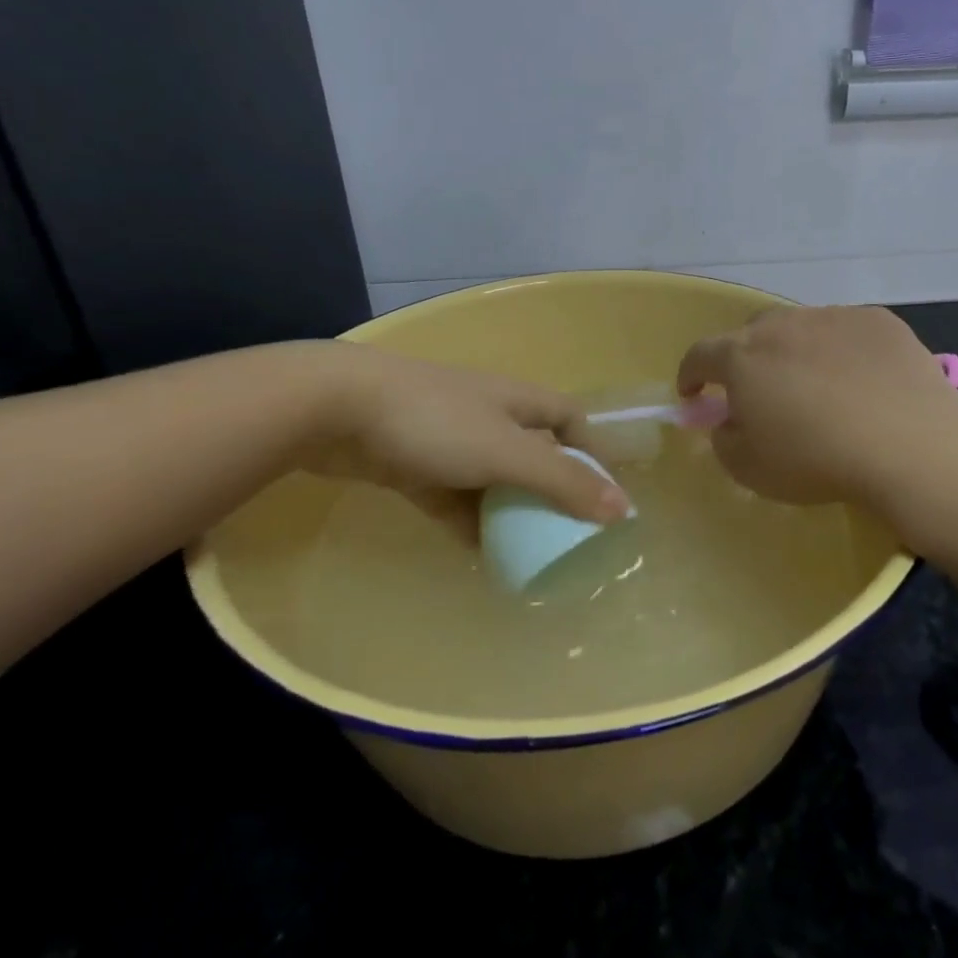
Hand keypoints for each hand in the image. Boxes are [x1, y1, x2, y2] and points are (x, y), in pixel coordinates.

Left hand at [301, 345, 628, 541]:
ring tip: (529, 555)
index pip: (570, 420)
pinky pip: (454, 499)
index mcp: (519, 402)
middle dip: (551, 491)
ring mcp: (449, 441)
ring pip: (493, 480)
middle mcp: (490, 416)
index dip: (591, 451)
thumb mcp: (508, 452)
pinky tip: (480, 555)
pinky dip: (470, 522)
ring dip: (510, 512)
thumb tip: (622, 510)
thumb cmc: (436, 422)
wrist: (335, 409)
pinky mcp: (414, 465)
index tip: (603, 495)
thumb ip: (563, 482)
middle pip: (534, 454)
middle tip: (567, 535)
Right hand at [676, 306, 957, 511]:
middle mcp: (783, 325)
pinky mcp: (877, 321)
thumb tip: (729, 421)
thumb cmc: (817, 460)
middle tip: (760, 392)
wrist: (909, 444)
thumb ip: (725, 440)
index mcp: (742, 357)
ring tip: (818, 386)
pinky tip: (863, 381)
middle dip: (746, 360)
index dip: (690, 374)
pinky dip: (843, 351)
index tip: (692, 393)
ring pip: (801, 329)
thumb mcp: (750, 469)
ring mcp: (832, 317)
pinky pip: (846, 332)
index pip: (700, 355)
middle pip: (751, 334)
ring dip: (796, 352)